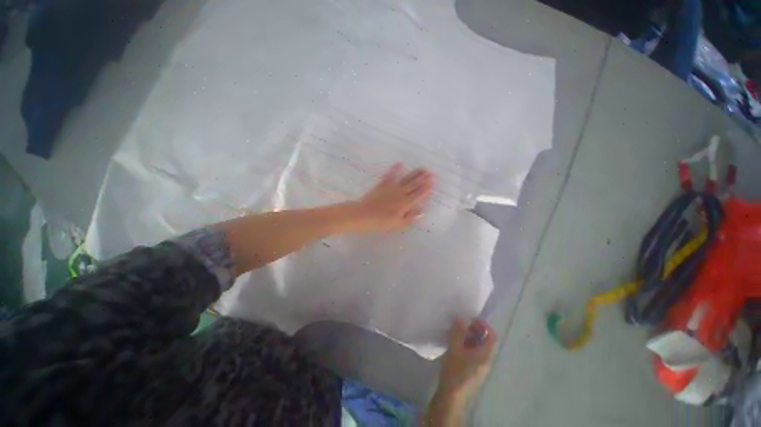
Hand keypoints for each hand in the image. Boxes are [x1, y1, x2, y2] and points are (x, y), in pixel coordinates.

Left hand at [349, 163, 433, 232]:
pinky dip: (395, 169)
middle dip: (423, 179)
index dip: (426, 189)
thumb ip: (410, 217)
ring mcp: (391, 188)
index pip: (418, 195)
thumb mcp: (397, 224)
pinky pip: (390, 175)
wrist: (362, 215)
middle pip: (414, 185)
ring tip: (422, 168)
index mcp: (405, 204)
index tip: (433, 182)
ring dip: (414, 173)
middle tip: (431, 172)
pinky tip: (400, 163)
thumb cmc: (380, 223)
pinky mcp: (382, 185)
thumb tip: (422, 211)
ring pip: (405, 179)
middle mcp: (400, 194)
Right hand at [437, 318, 496, 403]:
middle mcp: (486, 360)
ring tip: (457, 332)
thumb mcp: (454, 348)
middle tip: (462, 324)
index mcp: (485, 355)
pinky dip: (468, 345)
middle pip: (486, 341)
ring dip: (470, 337)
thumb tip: (461, 318)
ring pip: (480, 347)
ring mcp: (481, 367)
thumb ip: (458, 332)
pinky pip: (475, 353)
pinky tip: (456, 344)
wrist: (451, 396)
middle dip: (475, 330)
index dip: (483, 325)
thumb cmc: (455, 370)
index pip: (492, 336)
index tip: (471, 319)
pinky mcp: (474, 370)